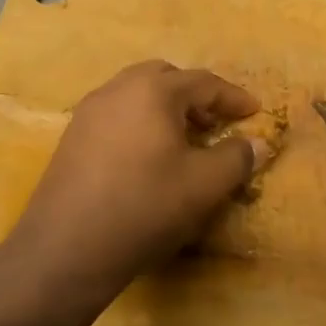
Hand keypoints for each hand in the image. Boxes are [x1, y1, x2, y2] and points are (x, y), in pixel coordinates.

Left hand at [9, 61, 267, 296]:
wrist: (67, 248)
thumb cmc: (145, 206)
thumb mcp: (204, 185)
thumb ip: (237, 158)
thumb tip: (258, 143)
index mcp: (153, 90)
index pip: (204, 82)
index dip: (233, 97)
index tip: (254, 112)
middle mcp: (117, 89)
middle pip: (165, 77)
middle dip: (195, 95)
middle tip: (215, 122)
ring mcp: (89, 112)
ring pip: (136, 94)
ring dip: (165, 108)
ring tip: (184, 140)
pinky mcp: (71, 137)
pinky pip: (116, 115)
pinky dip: (140, 122)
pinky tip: (147, 157)